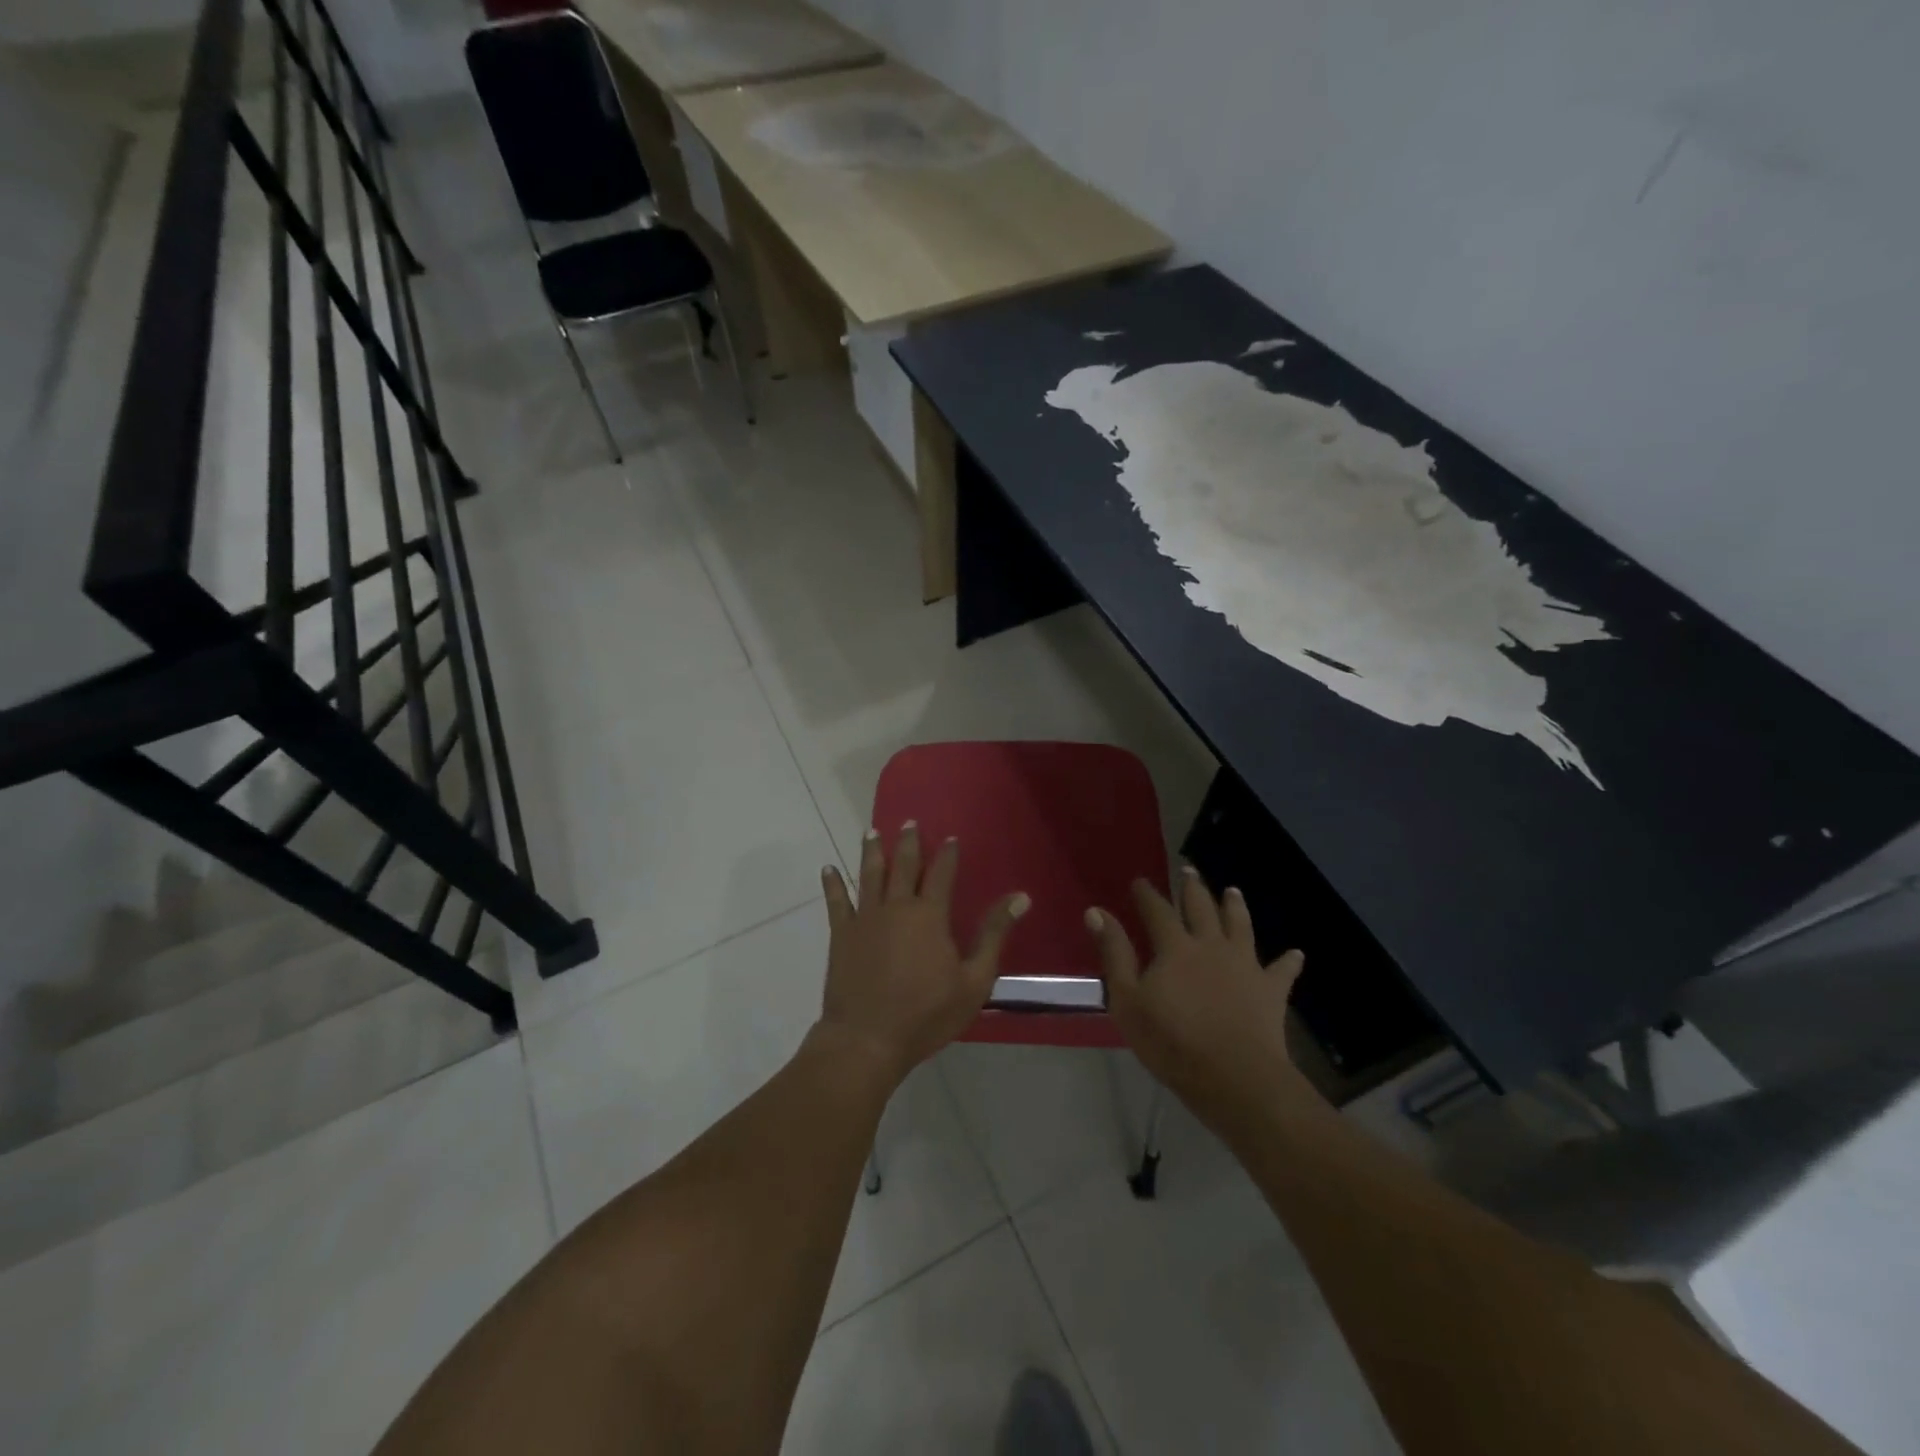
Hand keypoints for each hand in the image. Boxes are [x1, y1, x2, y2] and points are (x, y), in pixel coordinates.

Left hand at [817, 823, 1028, 1085]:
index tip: (951, 837)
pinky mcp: (842, 935)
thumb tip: (1021, 897)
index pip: (942, 874)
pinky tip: (828, 868)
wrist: (867, 1039)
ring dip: (872, 852)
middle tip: (908, 822)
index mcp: (930, 915)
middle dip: (908, 842)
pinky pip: (836, 902)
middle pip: (903, 866)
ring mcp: (865, 918)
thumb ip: (994, 934)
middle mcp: (896, 907)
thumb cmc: (926, 1014)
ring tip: (872, 832)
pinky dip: (832, 883)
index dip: (947, 854)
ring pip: (869, 875)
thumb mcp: (974, 980)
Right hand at [1089, 868, 1308, 1124]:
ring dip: (1236, 907)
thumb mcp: (1128, 1000)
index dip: (1147, 894)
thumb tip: (1096, 911)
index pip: (1158, 910)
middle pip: (1202, 908)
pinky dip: (1289, 961)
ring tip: (1233, 891)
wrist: (1235, 1078)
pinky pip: (1282, 970)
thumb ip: (1114, 953)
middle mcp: (1212, 945)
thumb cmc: (1172, 1042)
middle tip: (1190, 870)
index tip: (1139, 881)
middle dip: (1193, 888)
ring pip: (1241, 926)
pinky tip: (1296, 953)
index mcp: (1175, 947)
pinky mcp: (1271, 990)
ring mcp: (1246, 965)